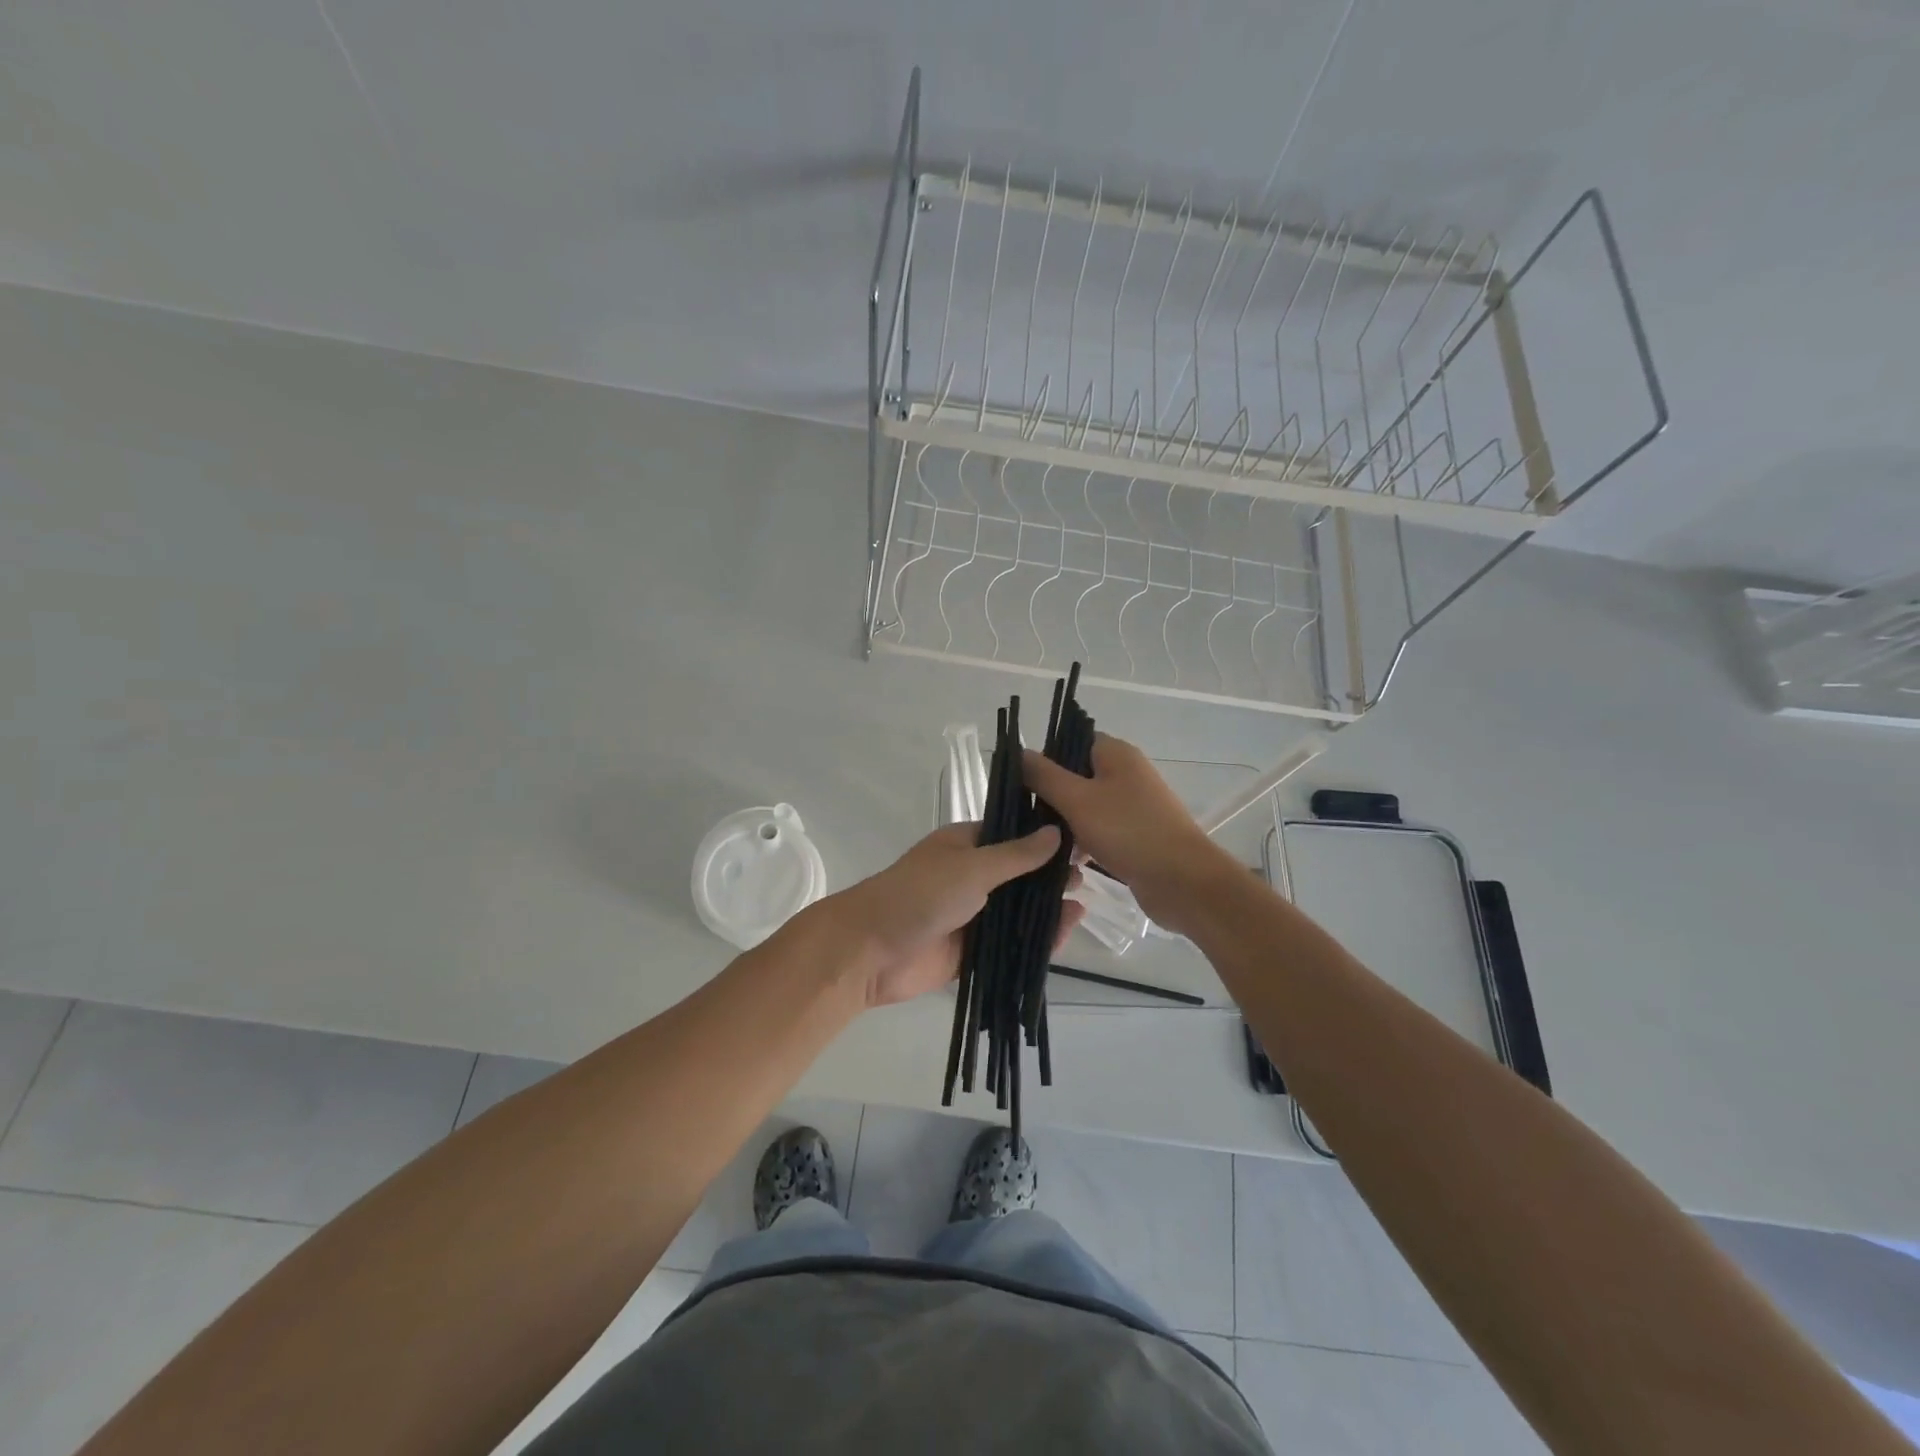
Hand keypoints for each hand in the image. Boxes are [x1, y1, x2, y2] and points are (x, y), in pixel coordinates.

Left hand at [836, 823, 1085, 1008]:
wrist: (870, 952)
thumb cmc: (920, 895)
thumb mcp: (972, 867)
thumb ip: (1016, 855)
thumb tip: (1056, 833)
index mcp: (967, 845)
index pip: (1014, 834)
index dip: (1046, 836)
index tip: (1083, 838)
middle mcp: (972, 876)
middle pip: (1020, 873)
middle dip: (1051, 874)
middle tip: (1090, 873)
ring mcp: (973, 914)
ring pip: (1018, 909)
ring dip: (1047, 907)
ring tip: (1082, 903)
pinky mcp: (973, 950)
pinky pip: (1011, 943)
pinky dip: (1036, 940)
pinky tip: (1064, 934)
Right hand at [1023, 734, 1237, 936]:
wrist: (1182, 881)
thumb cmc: (1128, 831)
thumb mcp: (1077, 799)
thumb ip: (1044, 775)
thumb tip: (1018, 752)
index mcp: (1116, 754)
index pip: (1071, 741)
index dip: (1045, 758)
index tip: (1020, 783)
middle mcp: (1126, 773)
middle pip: (1077, 775)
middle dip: (1051, 795)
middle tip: (1023, 816)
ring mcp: (1133, 806)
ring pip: (1086, 806)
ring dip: (1065, 823)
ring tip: (1039, 843)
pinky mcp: (1136, 835)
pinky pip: (1100, 830)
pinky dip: (1083, 842)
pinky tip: (1064, 862)